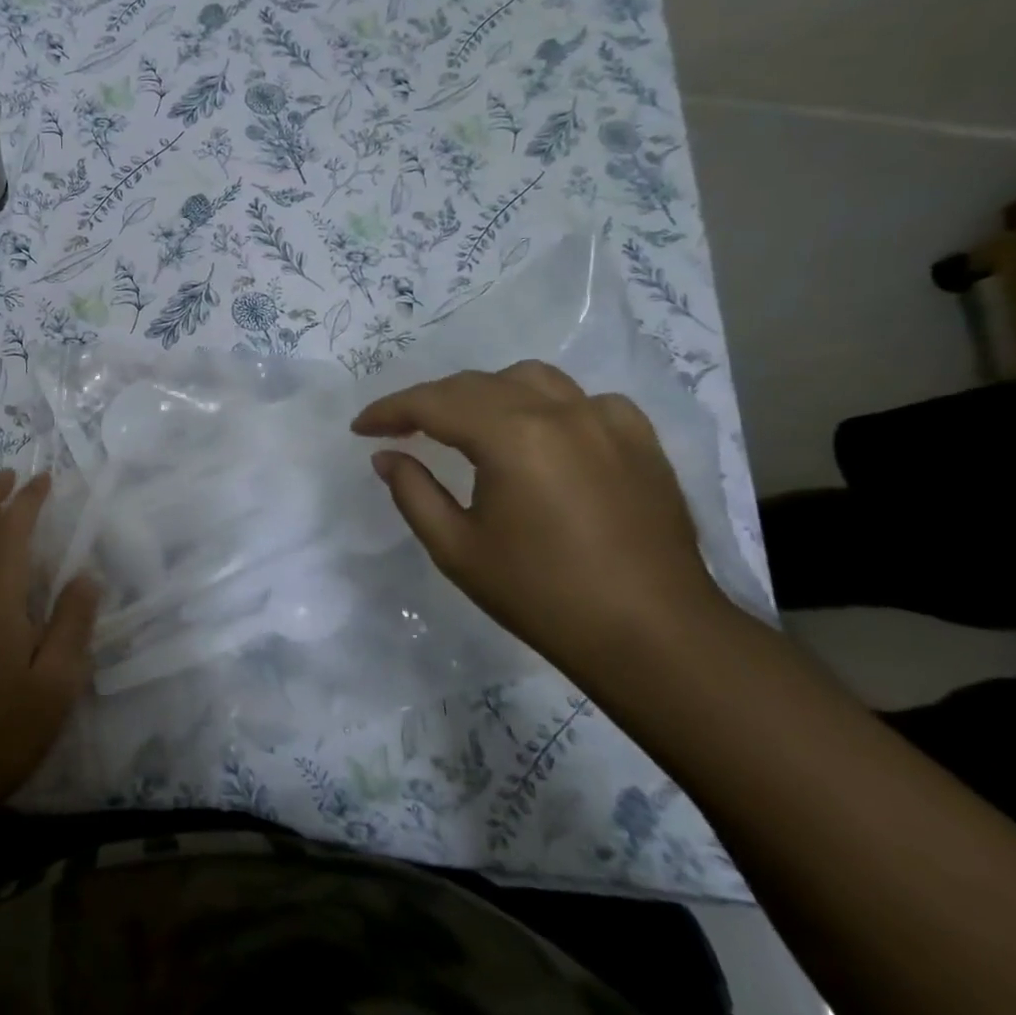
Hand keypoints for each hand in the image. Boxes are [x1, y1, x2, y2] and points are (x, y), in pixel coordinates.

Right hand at [352, 361, 732, 678]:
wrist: (654, 636)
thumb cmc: (542, 595)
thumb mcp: (456, 548)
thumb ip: (413, 492)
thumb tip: (386, 456)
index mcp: (511, 436)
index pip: (433, 402)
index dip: (389, 411)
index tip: (361, 428)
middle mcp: (559, 412)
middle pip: (476, 384)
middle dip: (428, 401)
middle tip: (398, 429)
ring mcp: (607, 420)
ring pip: (530, 379)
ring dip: (485, 393)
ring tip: (466, 424)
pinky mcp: (640, 440)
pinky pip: (583, 400)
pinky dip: (547, 406)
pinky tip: (542, 435)